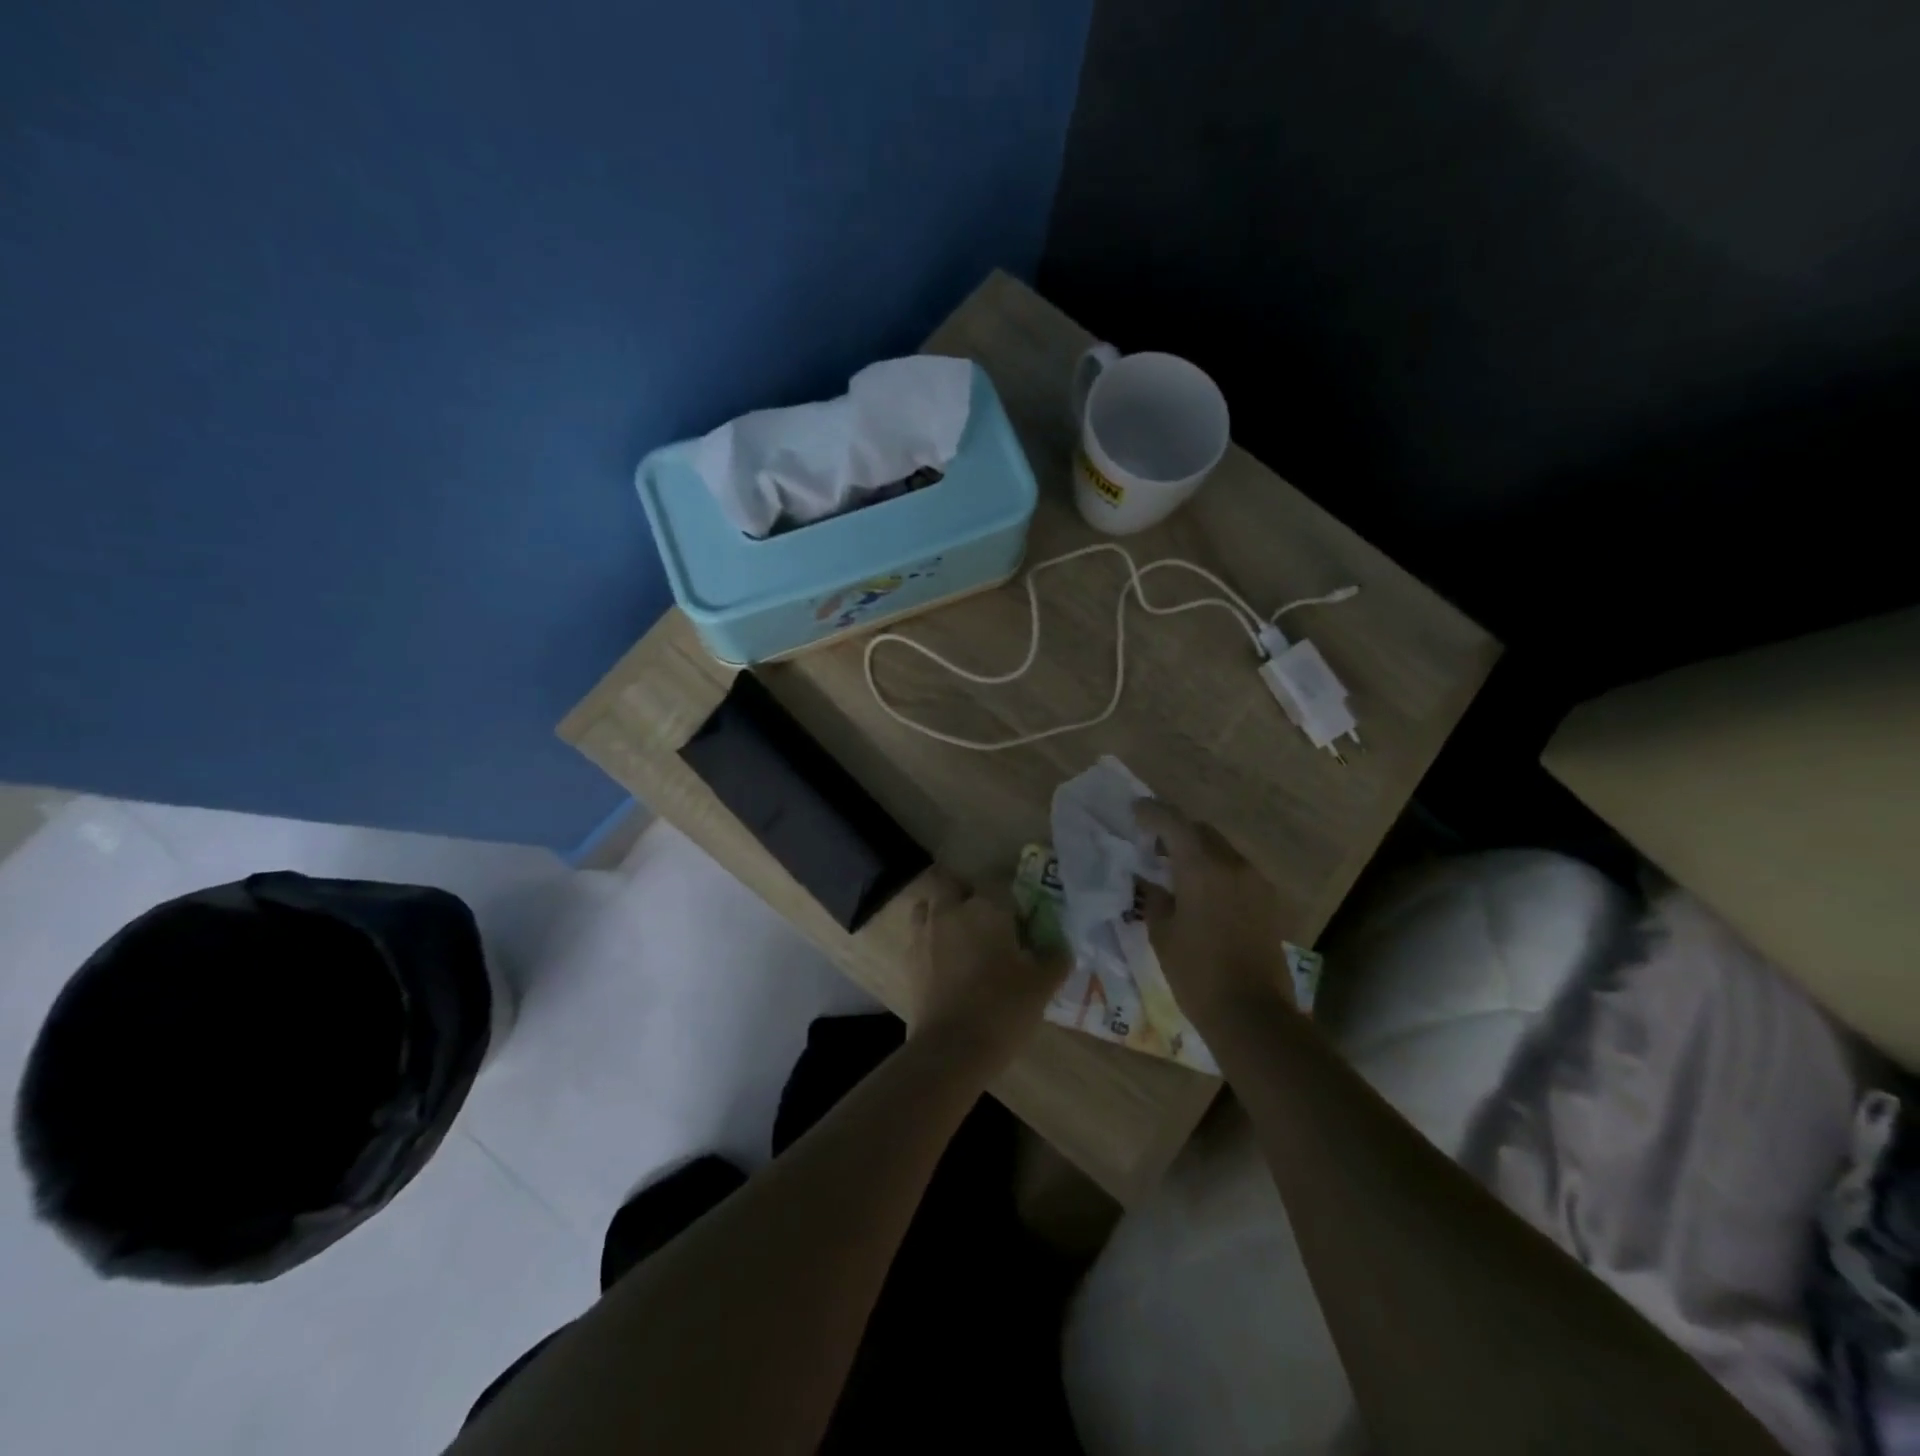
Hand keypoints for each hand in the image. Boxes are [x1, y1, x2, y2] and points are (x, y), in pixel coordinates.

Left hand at [909, 887, 1065, 1071]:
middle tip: (987, 922)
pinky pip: (919, 936)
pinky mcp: (909, 959)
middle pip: (955, 886)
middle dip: (968, 897)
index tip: (1021, 918)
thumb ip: (1055, 957)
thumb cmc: (1003, 1008)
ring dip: (943, 914)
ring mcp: (924, 933)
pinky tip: (946, 963)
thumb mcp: (1043, 984)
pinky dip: (931, 941)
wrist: (952, 1049)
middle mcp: (950, 910)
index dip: (1010, 898)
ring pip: (930, 907)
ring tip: (961, 938)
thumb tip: (1061, 945)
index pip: (999, 883)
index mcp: (985, 907)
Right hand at [1135, 800, 1297, 1026]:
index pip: (1174, 823)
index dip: (1152, 812)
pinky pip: (1236, 872)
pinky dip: (1215, 871)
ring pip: (1221, 850)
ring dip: (1198, 851)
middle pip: (1201, 831)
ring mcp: (1255, 882)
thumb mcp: (1162, 934)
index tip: (1134, 811)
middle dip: (1176, 831)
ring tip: (1175, 871)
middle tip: (1152, 845)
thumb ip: (1155, 898)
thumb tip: (1152, 882)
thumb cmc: (1196, 973)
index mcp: (1202, 868)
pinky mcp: (1268, 901)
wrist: (1252, 1013)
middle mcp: (1233, 865)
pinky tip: (1200, 893)